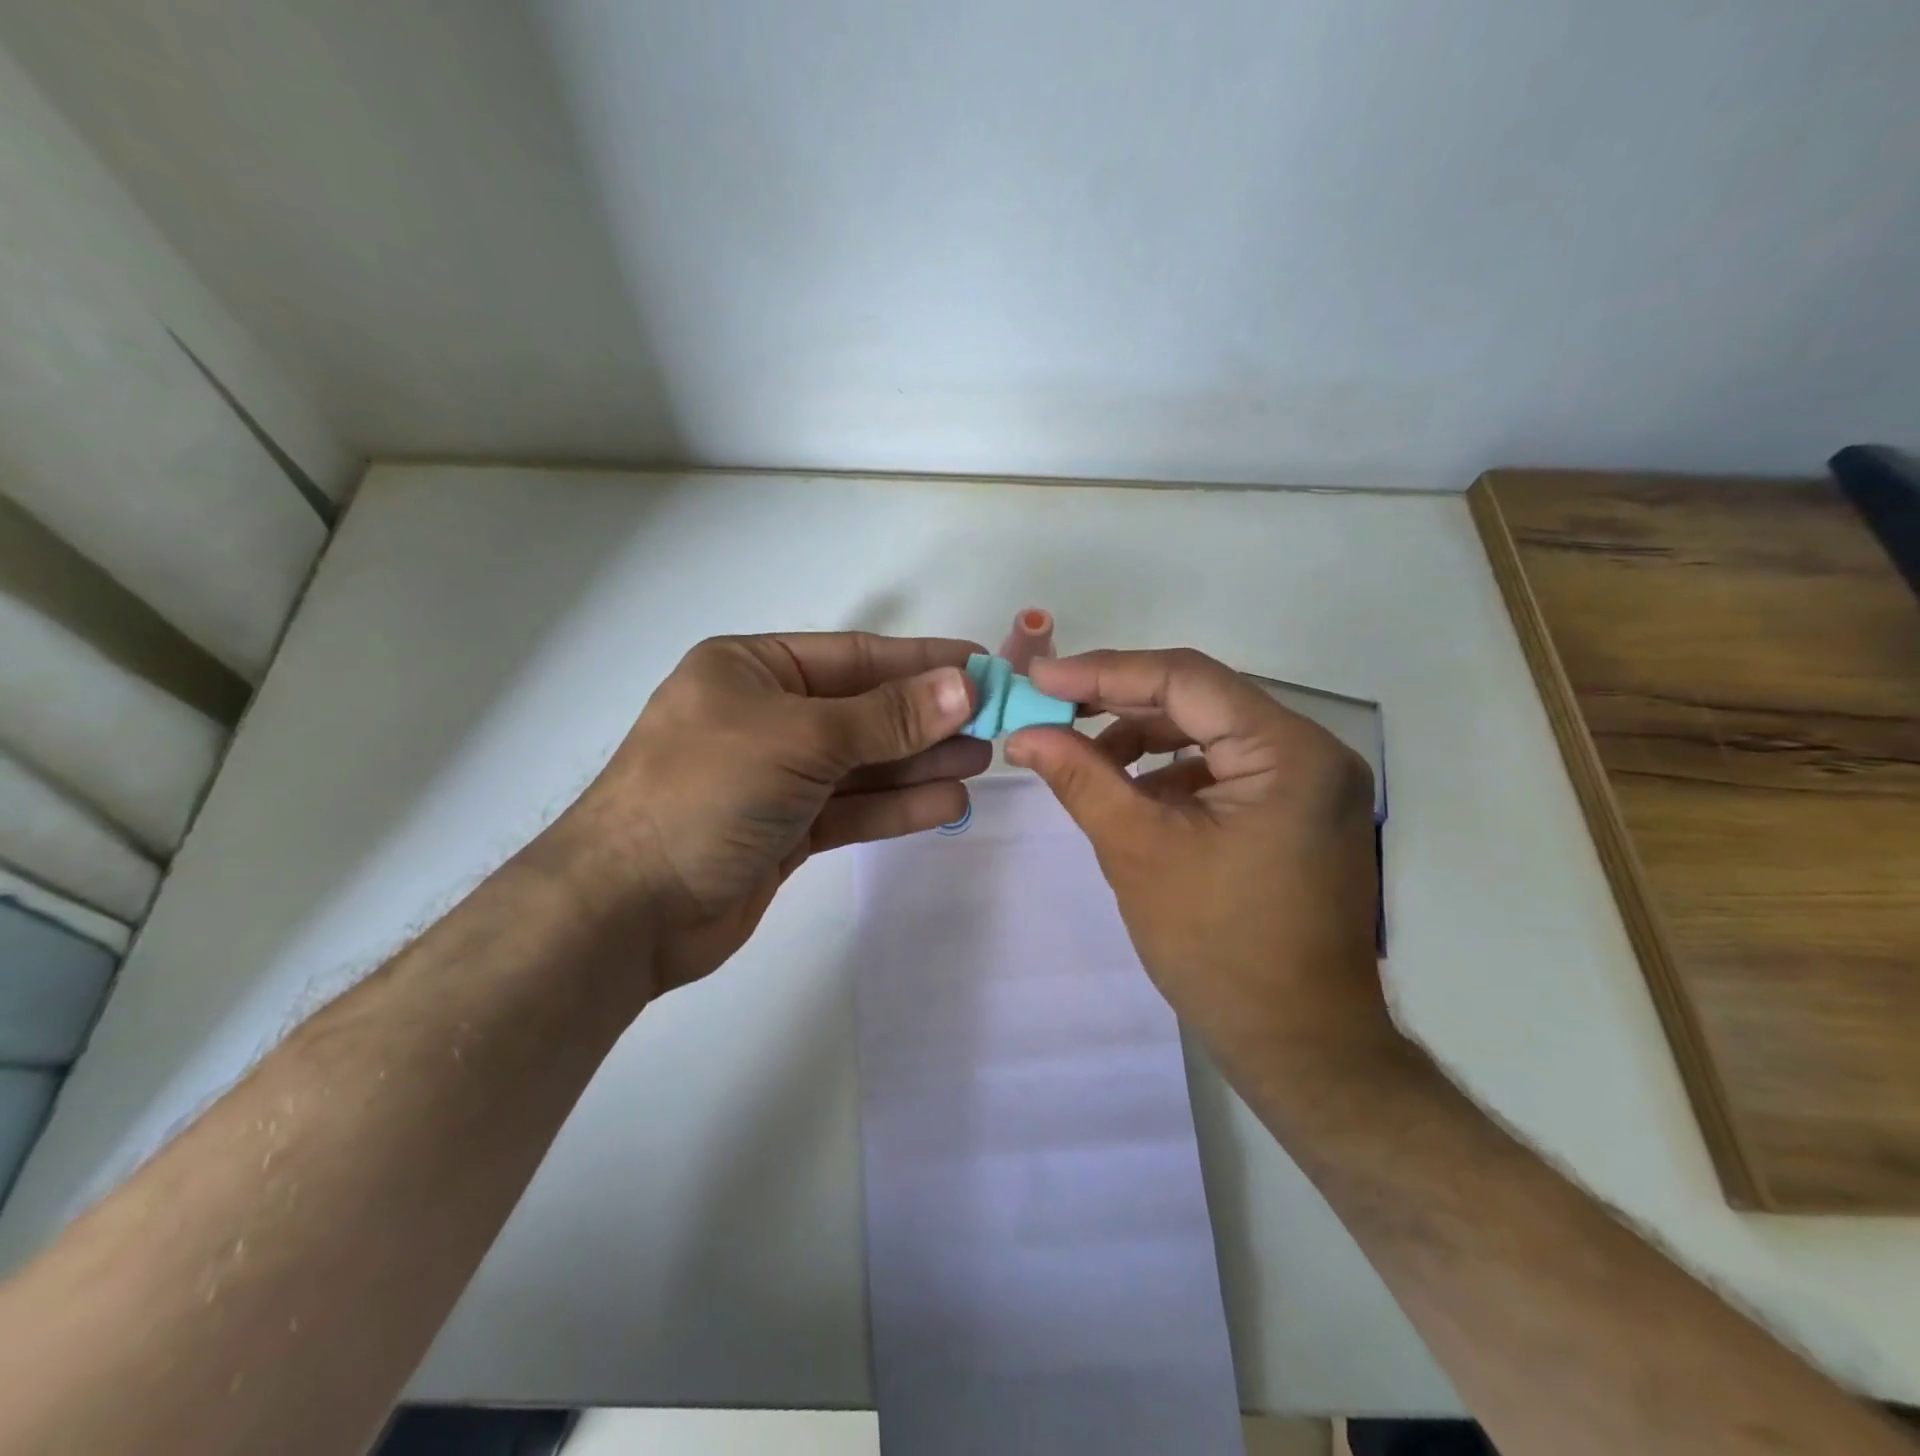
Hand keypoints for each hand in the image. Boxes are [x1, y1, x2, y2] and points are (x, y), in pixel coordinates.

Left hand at [537, 632, 987, 995]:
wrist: (627, 909)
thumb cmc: (706, 793)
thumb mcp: (801, 739)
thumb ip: (886, 716)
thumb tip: (965, 685)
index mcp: (752, 670)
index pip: (855, 657)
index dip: (921, 662)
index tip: (982, 667)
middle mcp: (765, 715)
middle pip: (864, 710)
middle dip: (928, 717)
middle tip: (995, 722)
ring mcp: (776, 776)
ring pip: (863, 763)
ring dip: (920, 762)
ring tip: (983, 760)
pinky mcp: (786, 829)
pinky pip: (852, 808)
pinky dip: (896, 807)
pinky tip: (948, 802)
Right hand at [1005, 648, 1397, 1087]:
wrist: (1299, 1047)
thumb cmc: (1219, 949)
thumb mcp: (1138, 851)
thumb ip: (1080, 778)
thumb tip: (1023, 733)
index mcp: (1289, 752)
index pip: (1185, 680)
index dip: (1104, 672)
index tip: (1040, 677)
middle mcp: (1312, 752)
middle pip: (1200, 700)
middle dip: (1118, 702)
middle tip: (1050, 706)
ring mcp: (1310, 783)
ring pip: (1210, 732)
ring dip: (1143, 737)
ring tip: (1081, 755)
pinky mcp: (1297, 811)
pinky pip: (1225, 768)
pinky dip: (1172, 771)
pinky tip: (1128, 790)